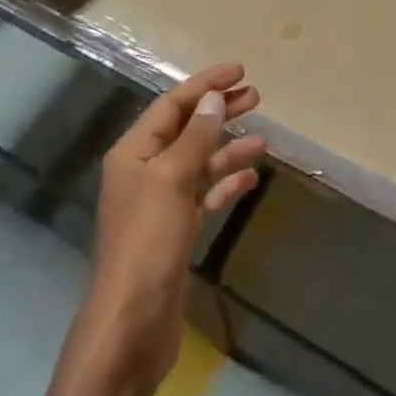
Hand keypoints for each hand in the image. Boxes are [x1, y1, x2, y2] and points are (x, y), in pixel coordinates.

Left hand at [84, 63, 266, 392]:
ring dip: (228, 148)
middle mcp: (144, 171)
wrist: (132, 324)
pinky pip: (204, 195)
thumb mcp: (172, 180)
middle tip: (256, 96)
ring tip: (263, 139)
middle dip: (219, 111)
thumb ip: (195, 137)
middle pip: (187, 130)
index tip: (239, 71)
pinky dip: (225, 184)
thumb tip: (214, 99)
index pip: (172, 105)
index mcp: (134, 152)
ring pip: (199, 163)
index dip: (205, 85)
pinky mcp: (174, 231)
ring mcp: (160, 203)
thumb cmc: (147, 242)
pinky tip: (250, 178)